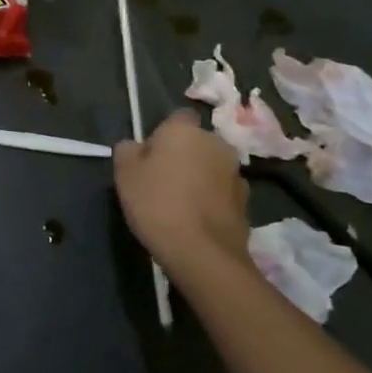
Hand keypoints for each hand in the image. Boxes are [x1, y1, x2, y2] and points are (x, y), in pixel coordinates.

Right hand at [114, 110, 249, 277]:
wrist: (203, 254)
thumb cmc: (157, 203)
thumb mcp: (124, 173)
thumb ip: (128, 150)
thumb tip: (136, 147)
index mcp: (185, 129)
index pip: (177, 118)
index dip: (163, 135)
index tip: (150, 157)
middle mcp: (216, 143)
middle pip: (196, 143)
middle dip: (184, 156)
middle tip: (162, 181)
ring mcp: (236, 174)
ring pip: (211, 168)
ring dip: (200, 178)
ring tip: (181, 205)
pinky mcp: (247, 203)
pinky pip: (222, 193)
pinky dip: (212, 201)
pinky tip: (197, 221)